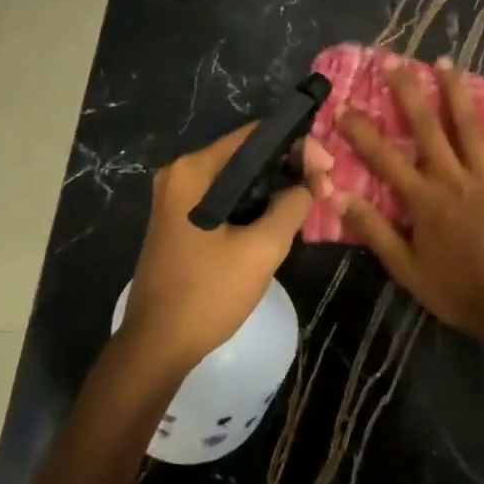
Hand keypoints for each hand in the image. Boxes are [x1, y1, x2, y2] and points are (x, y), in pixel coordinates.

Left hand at [121, 125, 334, 373]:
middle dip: (289, 167)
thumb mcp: (262, 248)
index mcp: (194, 170)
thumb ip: (292, 206)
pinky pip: (224, 198)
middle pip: (247, 155)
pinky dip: (253, 203)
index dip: (298, 145)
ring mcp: (176, 198)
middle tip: (324, 187)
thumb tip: (311, 184)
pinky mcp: (179, 220)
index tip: (327, 169)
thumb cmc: (208, 293)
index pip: (256, 136)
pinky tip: (279, 218)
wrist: (156, 347)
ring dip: (273, 187)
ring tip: (310, 201)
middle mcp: (181, 174)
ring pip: (238, 179)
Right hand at [337, 56, 483, 344]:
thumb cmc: (452, 289)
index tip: (342, 104)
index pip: (383, 158)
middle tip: (394, 61)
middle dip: (407, 92)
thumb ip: (373, 229)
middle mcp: (452, 178)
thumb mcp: (404, 267)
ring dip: (455, 92)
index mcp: (423, 199)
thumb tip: (338, 196)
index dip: (360, 131)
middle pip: (426, 128)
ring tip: (444, 60)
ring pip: (468, 127)